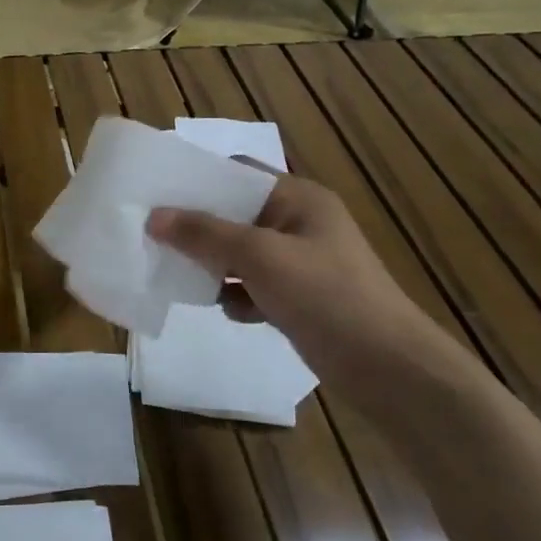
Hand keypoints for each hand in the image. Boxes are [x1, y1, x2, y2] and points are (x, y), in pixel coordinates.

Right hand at [146, 173, 481, 409]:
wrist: (386, 367)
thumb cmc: (325, 296)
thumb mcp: (259, 257)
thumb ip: (205, 234)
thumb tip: (154, 217)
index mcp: (298, 199)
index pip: (239, 173)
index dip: (198, 180)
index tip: (156, 195)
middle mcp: (299, 223)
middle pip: (234, 214)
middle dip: (198, 228)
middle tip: (154, 237)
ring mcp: (300, 262)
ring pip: (240, 253)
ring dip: (213, 265)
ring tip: (182, 276)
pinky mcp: (299, 297)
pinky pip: (253, 285)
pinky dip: (238, 296)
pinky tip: (232, 311)